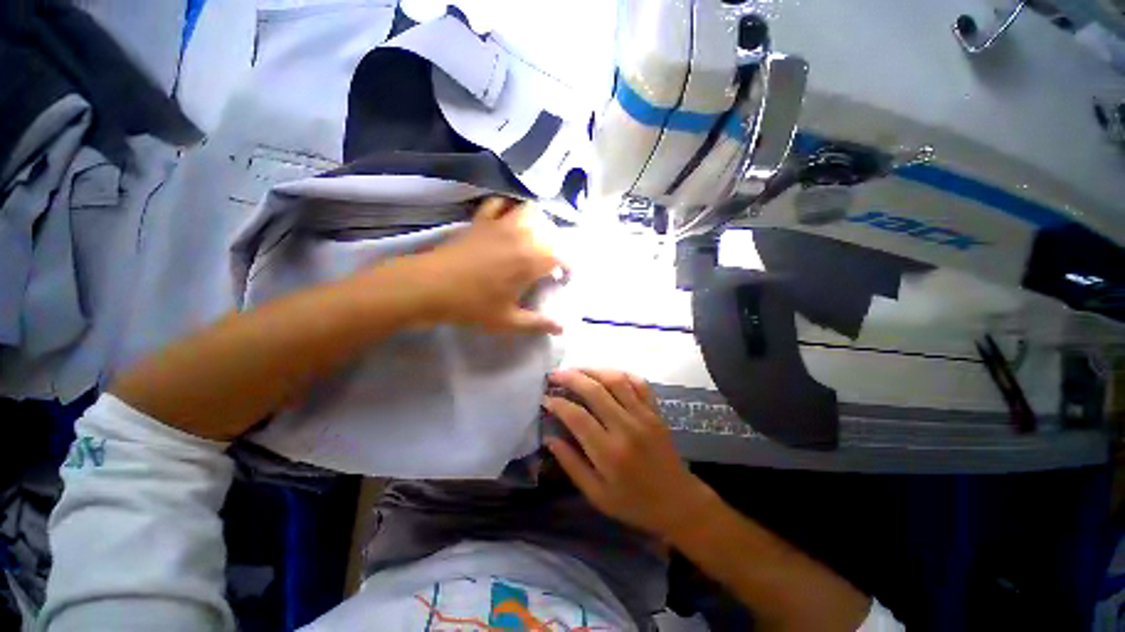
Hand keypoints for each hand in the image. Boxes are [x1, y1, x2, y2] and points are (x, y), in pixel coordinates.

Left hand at [413, 197, 564, 334]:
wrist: (429, 287)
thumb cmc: (472, 305)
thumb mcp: (508, 321)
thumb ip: (538, 324)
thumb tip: (564, 328)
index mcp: (531, 260)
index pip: (564, 255)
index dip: (570, 266)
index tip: (564, 279)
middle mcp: (521, 236)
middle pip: (551, 230)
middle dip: (557, 245)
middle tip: (550, 263)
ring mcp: (500, 224)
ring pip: (530, 211)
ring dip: (539, 223)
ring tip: (535, 240)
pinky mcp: (481, 220)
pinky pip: (500, 203)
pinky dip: (509, 207)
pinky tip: (508, 220)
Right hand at [544, 368, 711, 538]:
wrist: (679, 503)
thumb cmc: (634, 504)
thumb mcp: (597, 496)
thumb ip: (571, 465)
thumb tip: (549, 438)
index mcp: (609, 453)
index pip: (577, 417)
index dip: (558, 403)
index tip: (545, 398)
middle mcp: (627, 427)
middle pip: (595, 391)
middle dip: (571, 378)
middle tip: (554, 375)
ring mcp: (644, 415)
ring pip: (616, 380)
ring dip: (593, 370)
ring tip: (576, 370)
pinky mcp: (656, 411)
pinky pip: (639, 383)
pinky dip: (621, 374)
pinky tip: (607, 374)